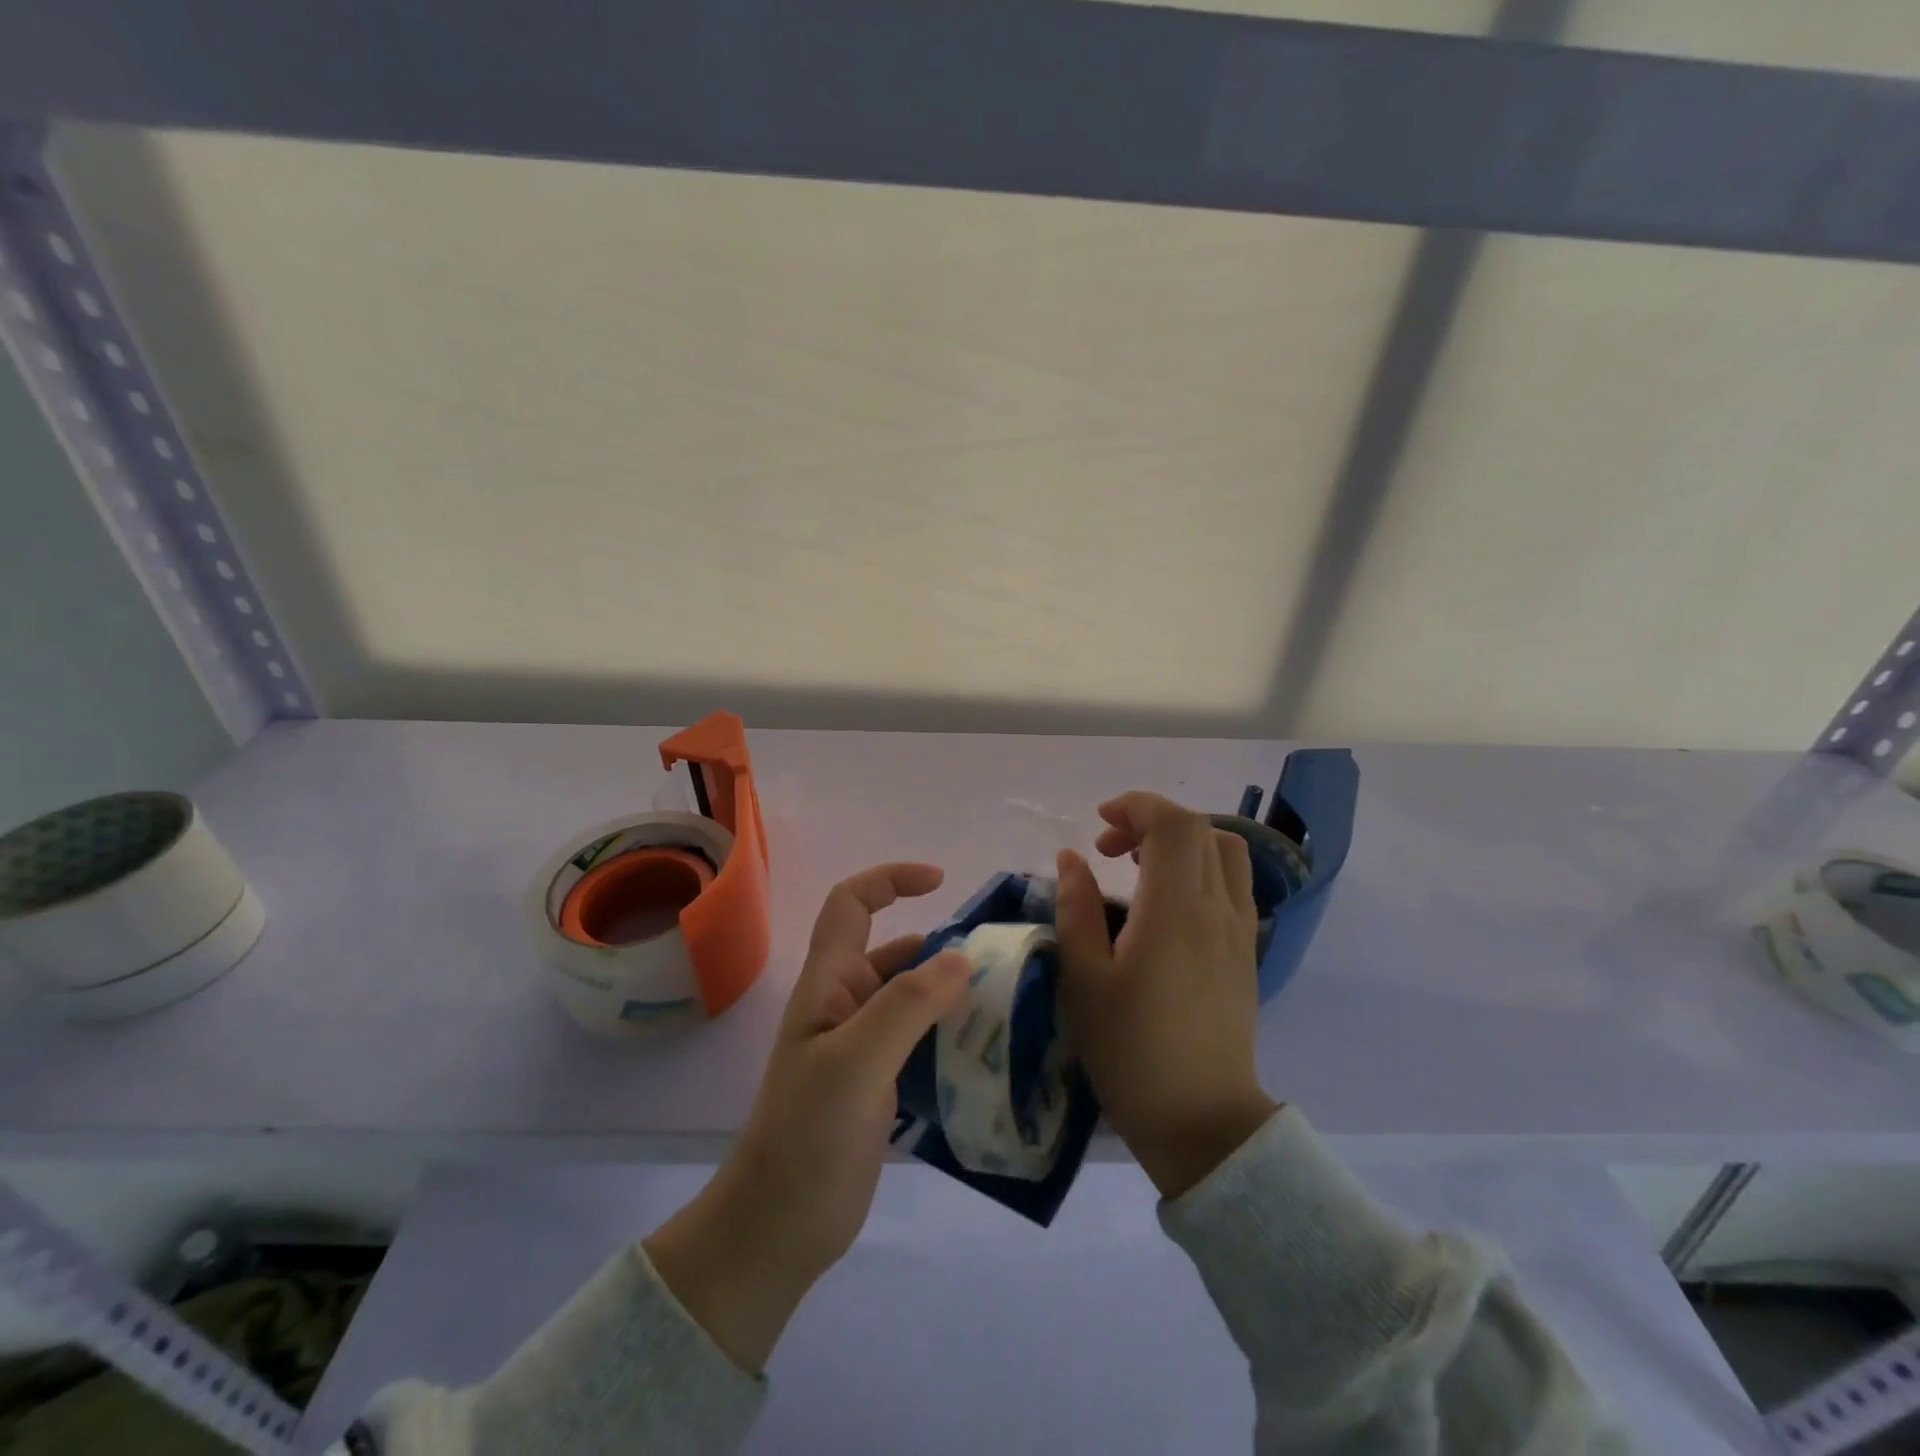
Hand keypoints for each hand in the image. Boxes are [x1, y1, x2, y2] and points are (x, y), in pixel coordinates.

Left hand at [643, 864, 969, 1371]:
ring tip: (1008, 1005)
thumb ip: (906, 1006)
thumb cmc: (807, 1136)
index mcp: (830, 983)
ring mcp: (863, 1045)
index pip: (852, 904)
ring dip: (953, 993)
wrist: (778, 1227)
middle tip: (1002, 964)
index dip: (890, 879)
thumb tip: (961, 957)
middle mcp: (846, 1004)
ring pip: (914, 998)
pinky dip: (952, 1033)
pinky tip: (989, 1050)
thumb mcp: (856, 1063)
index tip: (941, 882)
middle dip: (943, 947)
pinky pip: (922, 1039)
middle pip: (896, 952)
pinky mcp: (880, 1081)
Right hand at [1055, 793, 1278, 1198]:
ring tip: (1137, 866)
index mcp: (1175, 911)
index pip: (1173, 824)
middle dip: (1151, 820)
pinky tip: (1165, 901)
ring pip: (1225, 852)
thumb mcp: (1085, 980)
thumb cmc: (1131, 1052)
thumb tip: (1072, 858)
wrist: (1202, 1122)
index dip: (1136, 806)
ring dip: (1181, 840)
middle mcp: (1217, 910)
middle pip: (1201, 829)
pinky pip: (1232, 883)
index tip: (1098, 823)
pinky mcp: (1246, 951)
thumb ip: (1076, 908)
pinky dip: (1199, 867)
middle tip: (1108, 849)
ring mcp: (1240, 930)